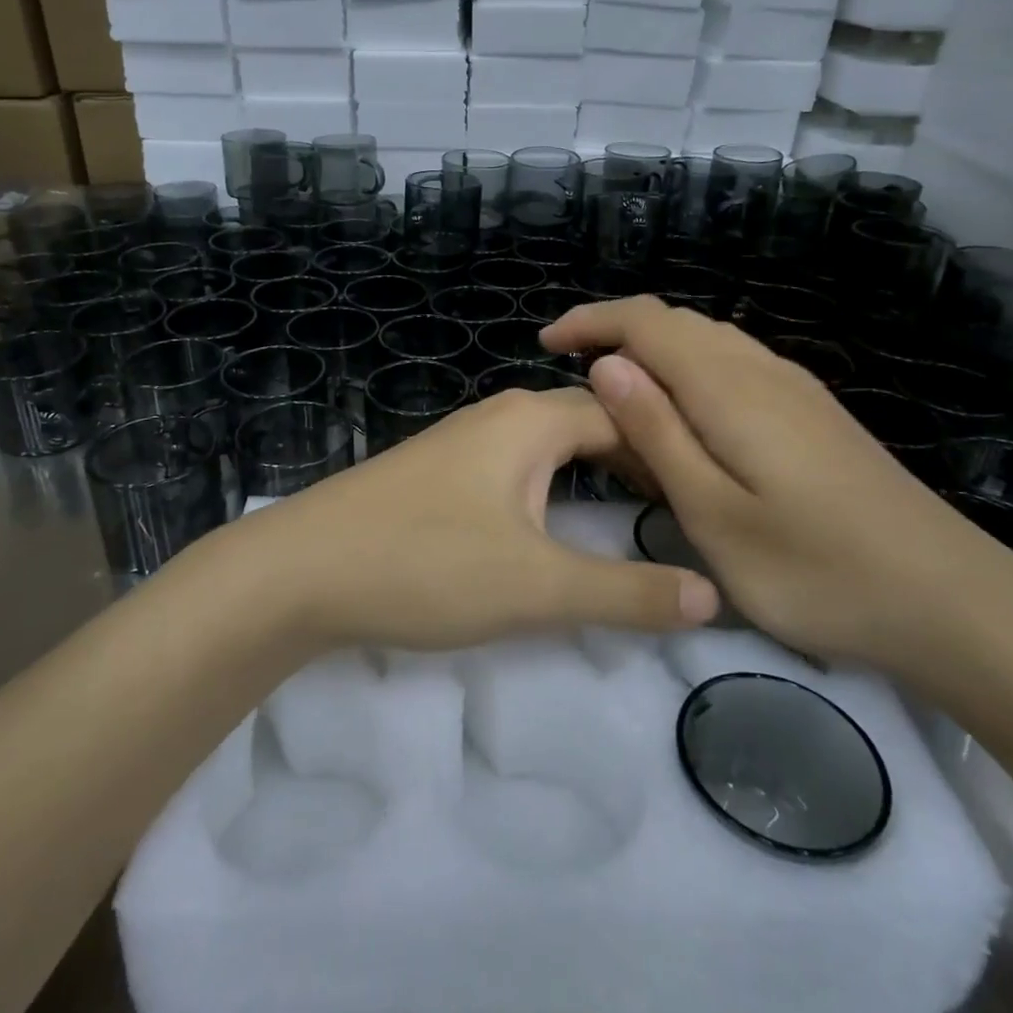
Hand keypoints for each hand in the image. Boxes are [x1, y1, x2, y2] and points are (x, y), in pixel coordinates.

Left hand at [208, 387, 720, 652]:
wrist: (299, 570)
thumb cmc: (425, 564)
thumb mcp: (536, 587)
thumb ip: (626, 593)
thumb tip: (712, 595)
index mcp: (532, 421)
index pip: (626, 416)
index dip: (673, 450)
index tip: (713, 492)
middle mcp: (500, 416)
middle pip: (589, 423)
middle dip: (637, 458)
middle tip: (687, 505)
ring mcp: (462, 442)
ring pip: (549, 446)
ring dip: (593, 472)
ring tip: (634, 513)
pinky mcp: (437, 473)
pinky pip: (516, 466)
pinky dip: (553, 486)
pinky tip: (553, 520)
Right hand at [541, 297, 1012, 670]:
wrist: (949, 600)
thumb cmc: (814, 569)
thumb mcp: (713, 513)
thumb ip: (656, 432)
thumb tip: (606, 364)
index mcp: (728, 386)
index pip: (645, 321)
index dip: (590, 320)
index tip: (545, 343)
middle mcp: (761, 369)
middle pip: (676, 322)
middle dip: (616, 332)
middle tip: (570, 374)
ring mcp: (794, 387)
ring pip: (708, 340)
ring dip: (653, 351)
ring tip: (617, 397)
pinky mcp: (813, 412)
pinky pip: (734, 364)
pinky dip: (690, 371)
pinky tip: (685, 417)